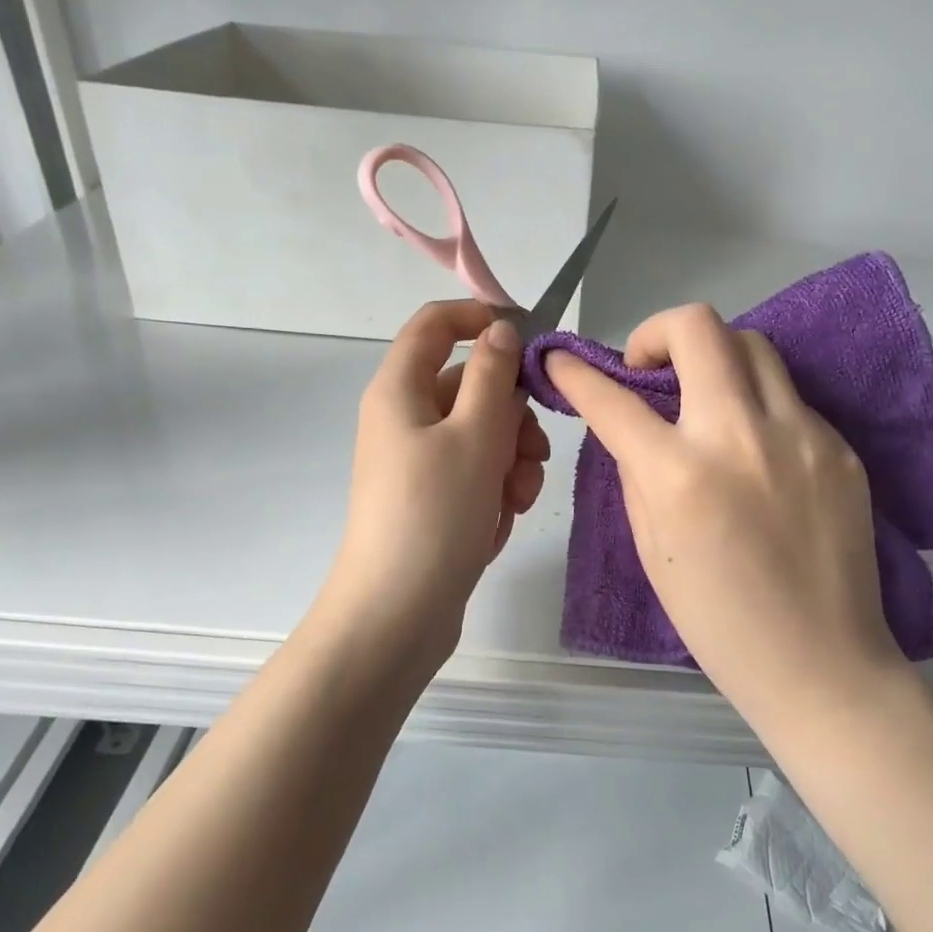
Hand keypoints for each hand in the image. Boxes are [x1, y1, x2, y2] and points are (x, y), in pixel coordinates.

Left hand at [316, 301, 549, 663]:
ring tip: (518, 497)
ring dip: (512, 457)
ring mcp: (418, 460)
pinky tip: (501, 520)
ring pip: (482, 431)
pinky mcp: (433, 497)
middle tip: (533, 451)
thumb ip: (492, 375)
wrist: (398, 613)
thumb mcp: (475, 435)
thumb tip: (500, 330)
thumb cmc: (435, 513)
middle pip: (470, 384)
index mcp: (400, 389)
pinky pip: (475, 471)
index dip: (480, 318)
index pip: (435, 323)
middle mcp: (405, 417)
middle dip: (512, 414)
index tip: (530, 339)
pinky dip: (496, 487)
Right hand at [546, 304, 895, 701]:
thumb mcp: (652, 550)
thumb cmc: (719, 623)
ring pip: (751, 344)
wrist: (821, 664)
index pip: (613, 398)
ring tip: (703, 396)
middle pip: (697, 327)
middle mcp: (740, 436)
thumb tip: (633, 426)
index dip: (575, 372)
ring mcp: (800, 434)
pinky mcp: (839, 446)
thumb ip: (637, 474)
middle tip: (648, 369)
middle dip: (656, 332)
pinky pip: (788, 396)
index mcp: (680, 475)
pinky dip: (756, 404)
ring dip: (713, 356)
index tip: (560, 358)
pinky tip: (754, 448)